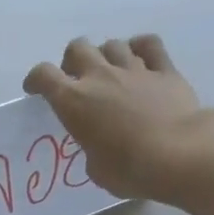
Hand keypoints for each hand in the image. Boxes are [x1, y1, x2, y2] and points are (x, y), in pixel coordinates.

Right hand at [23, 35, 213, 199]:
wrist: (178, 155)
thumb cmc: (129, 170)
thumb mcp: (97, 170)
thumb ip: (91, 150)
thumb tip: (100, 146)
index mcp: (74, 102)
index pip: (44, 76)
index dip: (36, 79)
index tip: (35, 89)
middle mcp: (100, 76)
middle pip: (78, 48)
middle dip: (72, 61)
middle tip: (77, 79)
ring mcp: (134, 69)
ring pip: (112, 45)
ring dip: (106, 56)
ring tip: (111, 73)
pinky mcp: (164, 69)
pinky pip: (149, 45)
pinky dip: (141, 48)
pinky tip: (141, 58)